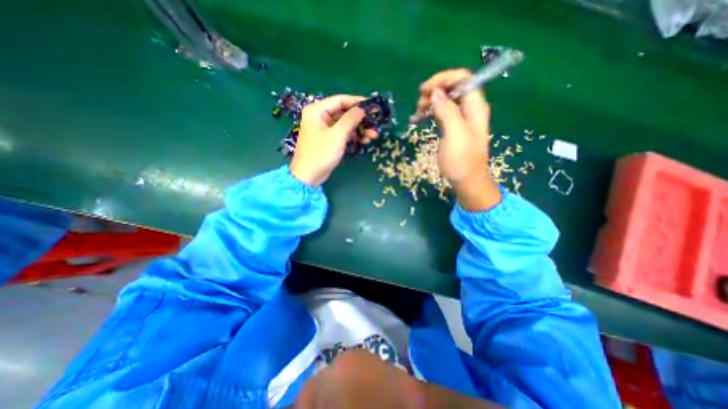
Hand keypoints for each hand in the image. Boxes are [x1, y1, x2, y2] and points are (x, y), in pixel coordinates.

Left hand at [292, 95, 381, 185]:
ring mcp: (325, 129)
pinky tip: (364, 140)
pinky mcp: (329, 139)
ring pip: (345, 124)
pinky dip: (353, 136)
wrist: (309, 176)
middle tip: (375, 124)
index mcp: (317, 110)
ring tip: (373, 135)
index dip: (357, 102)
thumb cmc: (320, 153)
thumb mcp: (337, 135)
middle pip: (344, 112)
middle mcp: (320, 116)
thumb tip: (362, 109)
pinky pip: (343, 133)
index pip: (340, 100)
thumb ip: (350, 119)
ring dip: (359, 129)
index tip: (372, 106)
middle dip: (360, 119)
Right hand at [416, 68, 500, 210]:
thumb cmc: (462, 160)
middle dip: (434, 92)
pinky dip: (428, 114)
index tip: (425, 90)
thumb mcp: (455, 135)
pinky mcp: (451, 128)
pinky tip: (416, 120)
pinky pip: (439, 114)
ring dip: (428, 104)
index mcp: (475, 106)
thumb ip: (447, 111)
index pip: (463, 79)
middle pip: (452, 88)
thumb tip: (435, 92)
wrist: (466, 182)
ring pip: (444, 101)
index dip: (444, 79)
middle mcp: (468, 109)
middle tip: (418, 105)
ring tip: (416, 114)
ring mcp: (459, 119)